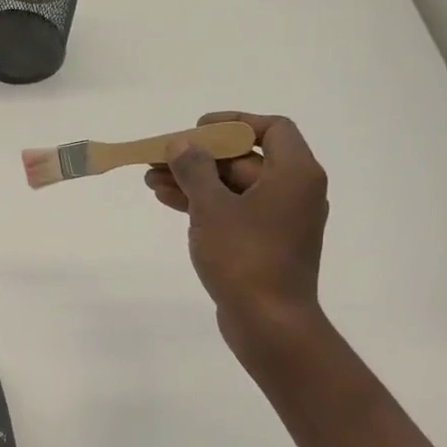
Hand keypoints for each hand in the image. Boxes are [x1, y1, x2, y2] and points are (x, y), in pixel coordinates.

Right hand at [144, 111, 329, 365]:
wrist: (269, 323)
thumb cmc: (245, 257)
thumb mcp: (212, 207)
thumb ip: (195, 169)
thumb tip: (182, 145)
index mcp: (295, 174)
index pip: (273, 128)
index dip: (234, 123)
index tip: (197, 130)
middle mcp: (294, 192)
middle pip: (246, 159)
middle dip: (200, 157)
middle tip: (160, 158)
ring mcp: (279, 220)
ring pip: (233, 187)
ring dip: (194, 181)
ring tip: (151, 180)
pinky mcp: (264, 244)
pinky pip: (233, 211)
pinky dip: (204, 204)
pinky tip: (168, 201)